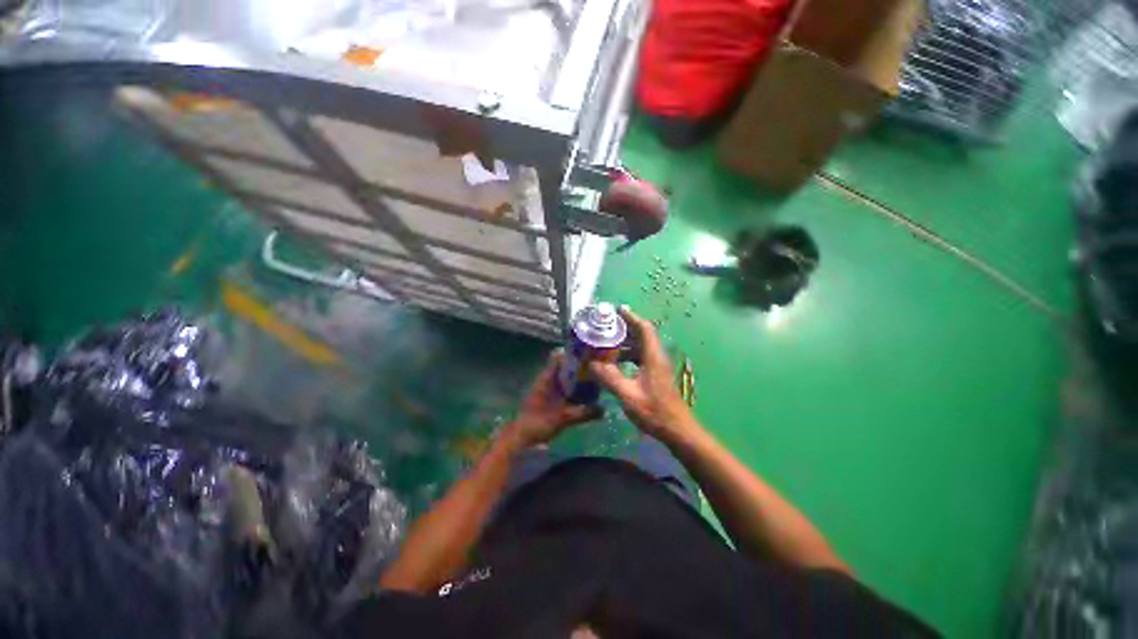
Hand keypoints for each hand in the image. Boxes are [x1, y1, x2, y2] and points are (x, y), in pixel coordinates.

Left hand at [505, 351, 601, 448]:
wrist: (522, 437)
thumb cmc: (539, 423)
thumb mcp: (563, 418)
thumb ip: (583, 413)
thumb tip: (604, 409)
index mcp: (547, 377)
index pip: (558, 356)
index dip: (573, 353)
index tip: (589, 355)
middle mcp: (547, 379)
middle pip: (564, 365)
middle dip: (580, 366)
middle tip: (598, 369)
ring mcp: (548, 388)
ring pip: (565, 376)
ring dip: (578, 378)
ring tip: (596, 380)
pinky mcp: (550, 397)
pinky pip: (564, 387)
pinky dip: (574, 388)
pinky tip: (586, 395)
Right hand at [589, 307, 697, 440]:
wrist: (677, 430)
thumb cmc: (655, 411)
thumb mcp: (628, 395)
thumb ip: (610, 378)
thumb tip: (592, 364)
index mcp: (653, 357)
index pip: (645, 329)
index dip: (632, 317)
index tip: (618, 310)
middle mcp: (657, 358)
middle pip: (642, 335)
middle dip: (625, 329)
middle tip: (606, 326)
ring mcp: (658, 367)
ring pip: (641, 347)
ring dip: (625, 343)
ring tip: (607, 343)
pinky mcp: (656, 376)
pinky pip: (641, 358)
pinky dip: (628, 355)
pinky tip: (615, 363)